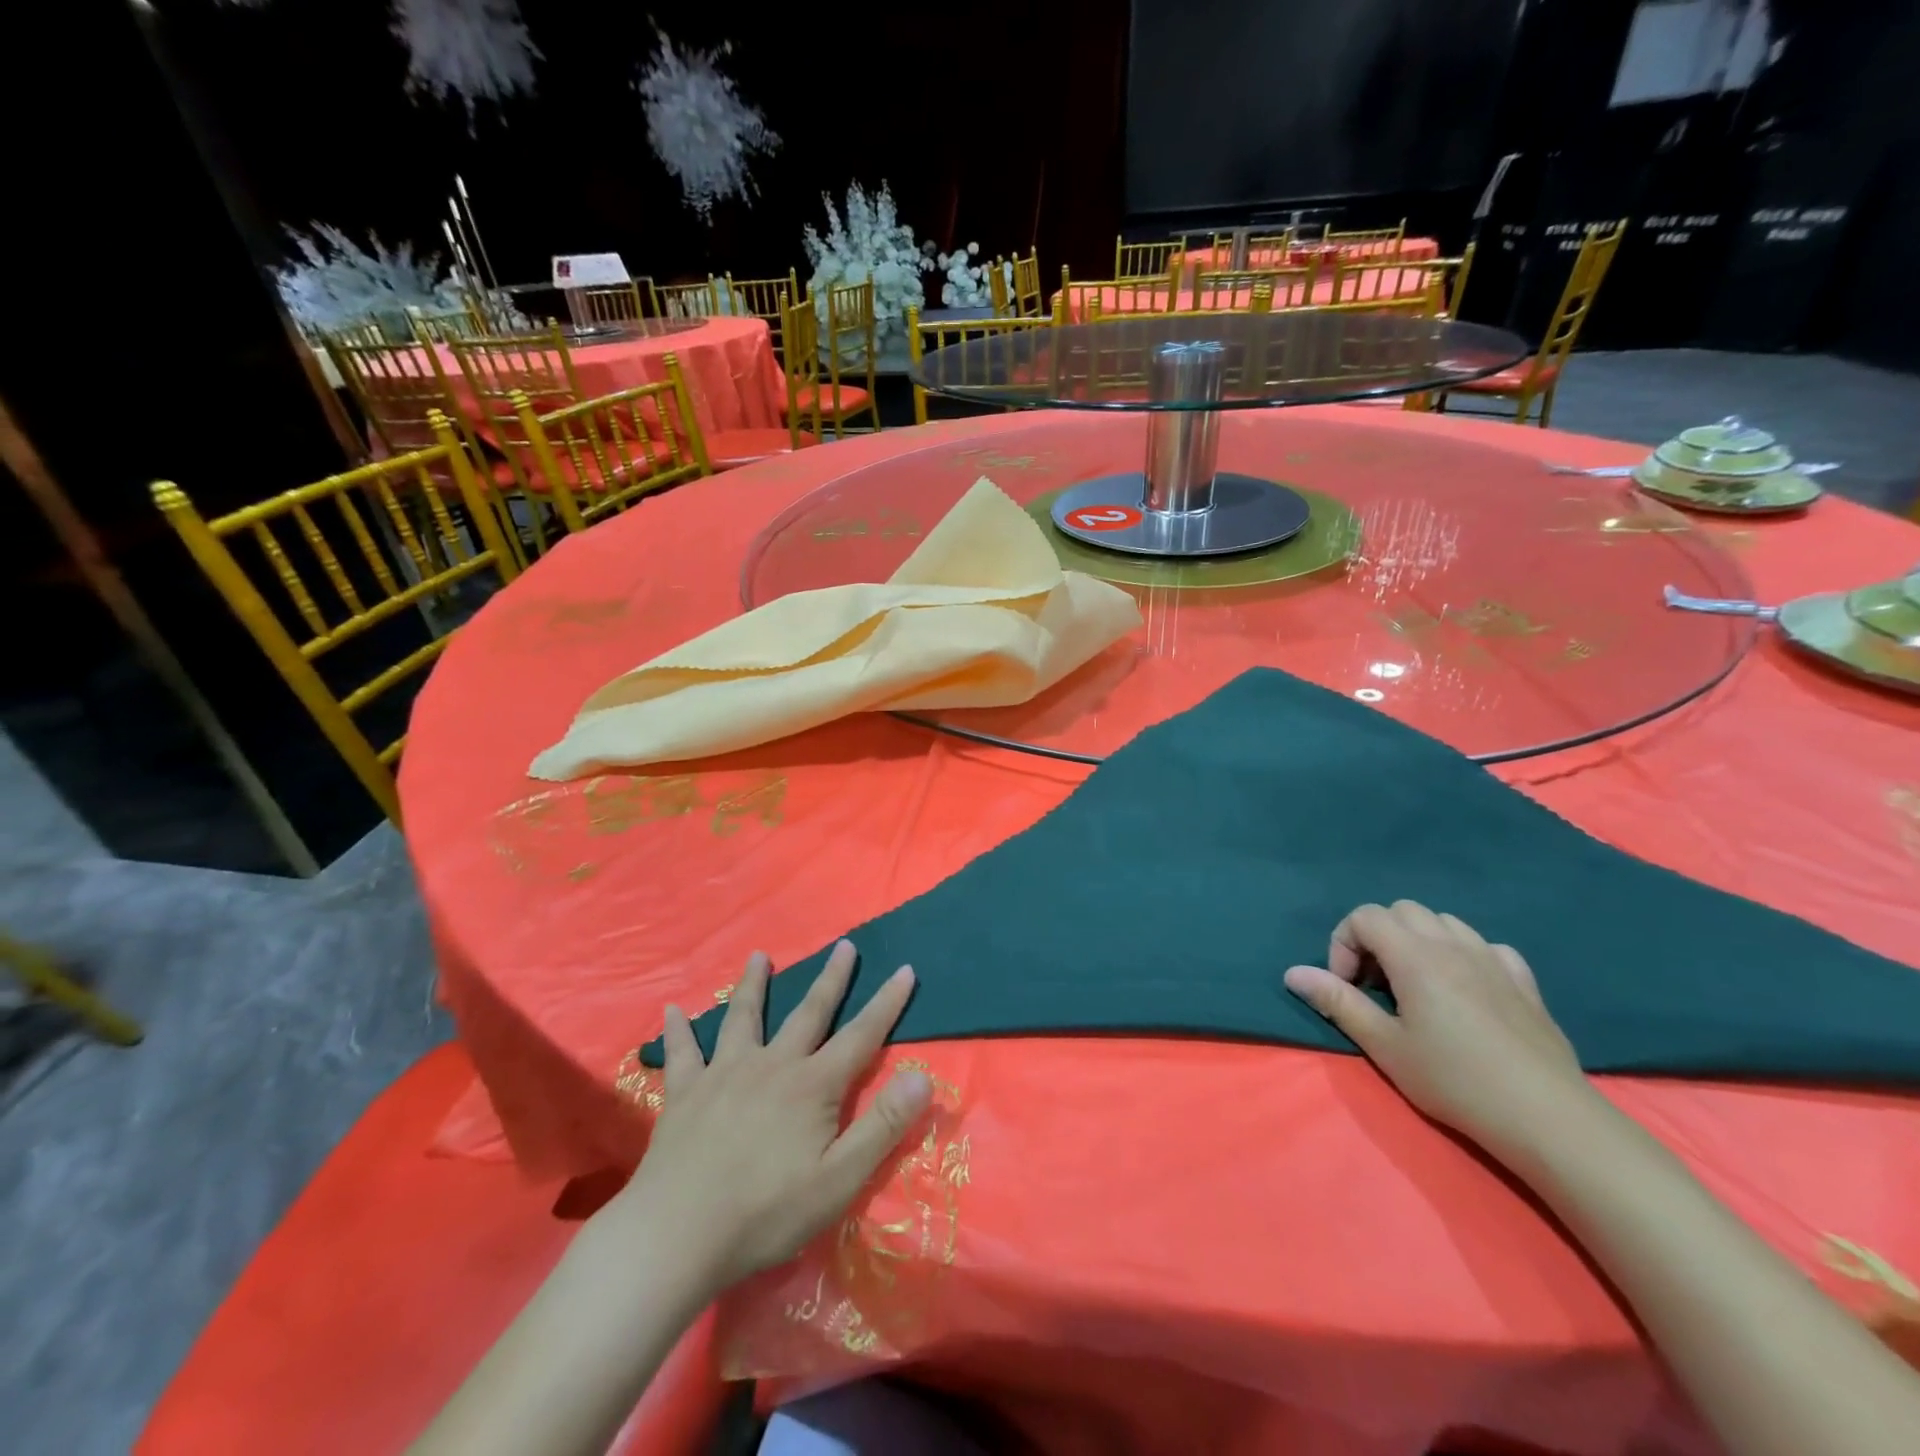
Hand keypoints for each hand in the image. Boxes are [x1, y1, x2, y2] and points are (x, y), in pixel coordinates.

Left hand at [614, 941, 931, 1293]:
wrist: (676, 1235)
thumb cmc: (765, 1214)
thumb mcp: (838, 1180)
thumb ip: (882, 1126)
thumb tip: (921, 1076)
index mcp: (812, 1086)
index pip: (861, 1035)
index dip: (887, 1003)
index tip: (904, 969)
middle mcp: (771, 1065)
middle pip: (807, 1012)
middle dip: (831, 978)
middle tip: (844, 944)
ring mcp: (724, 1074)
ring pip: (742, 1018)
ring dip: (753, 985)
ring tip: (758, 956)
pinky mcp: (685, 1093)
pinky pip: (682, 1053)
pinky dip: (678, 1030)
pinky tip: (672, 1010)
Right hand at [1283, 900, 1590, 1162]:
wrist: (1546, 1118)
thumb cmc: (1455, 1080)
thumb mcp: (1384, 1046)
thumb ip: (1338, 1003)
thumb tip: (1294, 973)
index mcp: (1415, 955)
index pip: (1365, 916)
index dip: (1344, 944)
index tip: (1348, 987)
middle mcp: (1452, 944)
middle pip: (1402, 910)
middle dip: (1378, 937)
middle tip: (1377, 985)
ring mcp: (1493, 959)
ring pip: (1444, 921)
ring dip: (1419, 941)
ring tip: (1416, 986)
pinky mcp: (1524, 981)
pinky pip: (1486, 946)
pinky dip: (1464, 955)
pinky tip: (1466, 990)